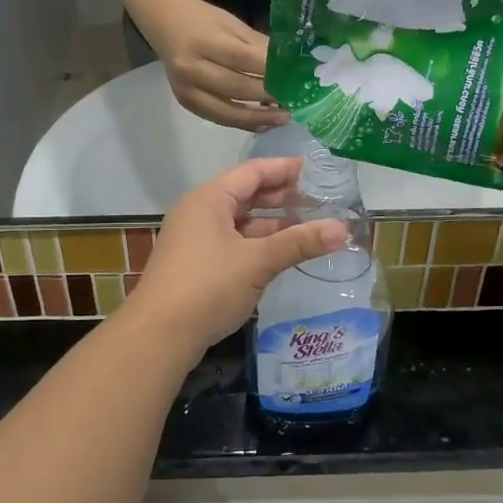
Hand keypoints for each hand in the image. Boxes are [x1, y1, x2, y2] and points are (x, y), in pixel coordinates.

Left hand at [126, 158, 348, 349]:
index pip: (252, 171)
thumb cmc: (208, 286)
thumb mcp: (258, 261)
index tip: (315, 170)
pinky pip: (232, 242)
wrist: (159, 334)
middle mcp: (199, 211)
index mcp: (210, 198)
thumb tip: (343, 229)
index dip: (284, 169)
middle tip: (318, 199)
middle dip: (280, 196)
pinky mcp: (195, 264)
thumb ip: (299, 242)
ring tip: (307, 225)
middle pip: (245, 194)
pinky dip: (257, 242)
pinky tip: (280, 253)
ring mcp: (195, 239)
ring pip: (239, 221)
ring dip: (271, 222)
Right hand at [149, 0, 288, 130]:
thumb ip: (257, 45)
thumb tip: (289, 65)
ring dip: (258, 117)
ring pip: (227, 111)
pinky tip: (262, 124)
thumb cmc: (202, 20)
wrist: (165, 24)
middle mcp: (191, 68)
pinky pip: (217, 118)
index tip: (295, 79)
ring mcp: (186, 89)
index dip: (270, 71)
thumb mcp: (231, 24)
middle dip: (268, 96)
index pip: (243, 59)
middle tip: (294, 101)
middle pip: (236, 88)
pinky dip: (242, 123)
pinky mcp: (186, 103)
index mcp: (203, 41)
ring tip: (283, 118)